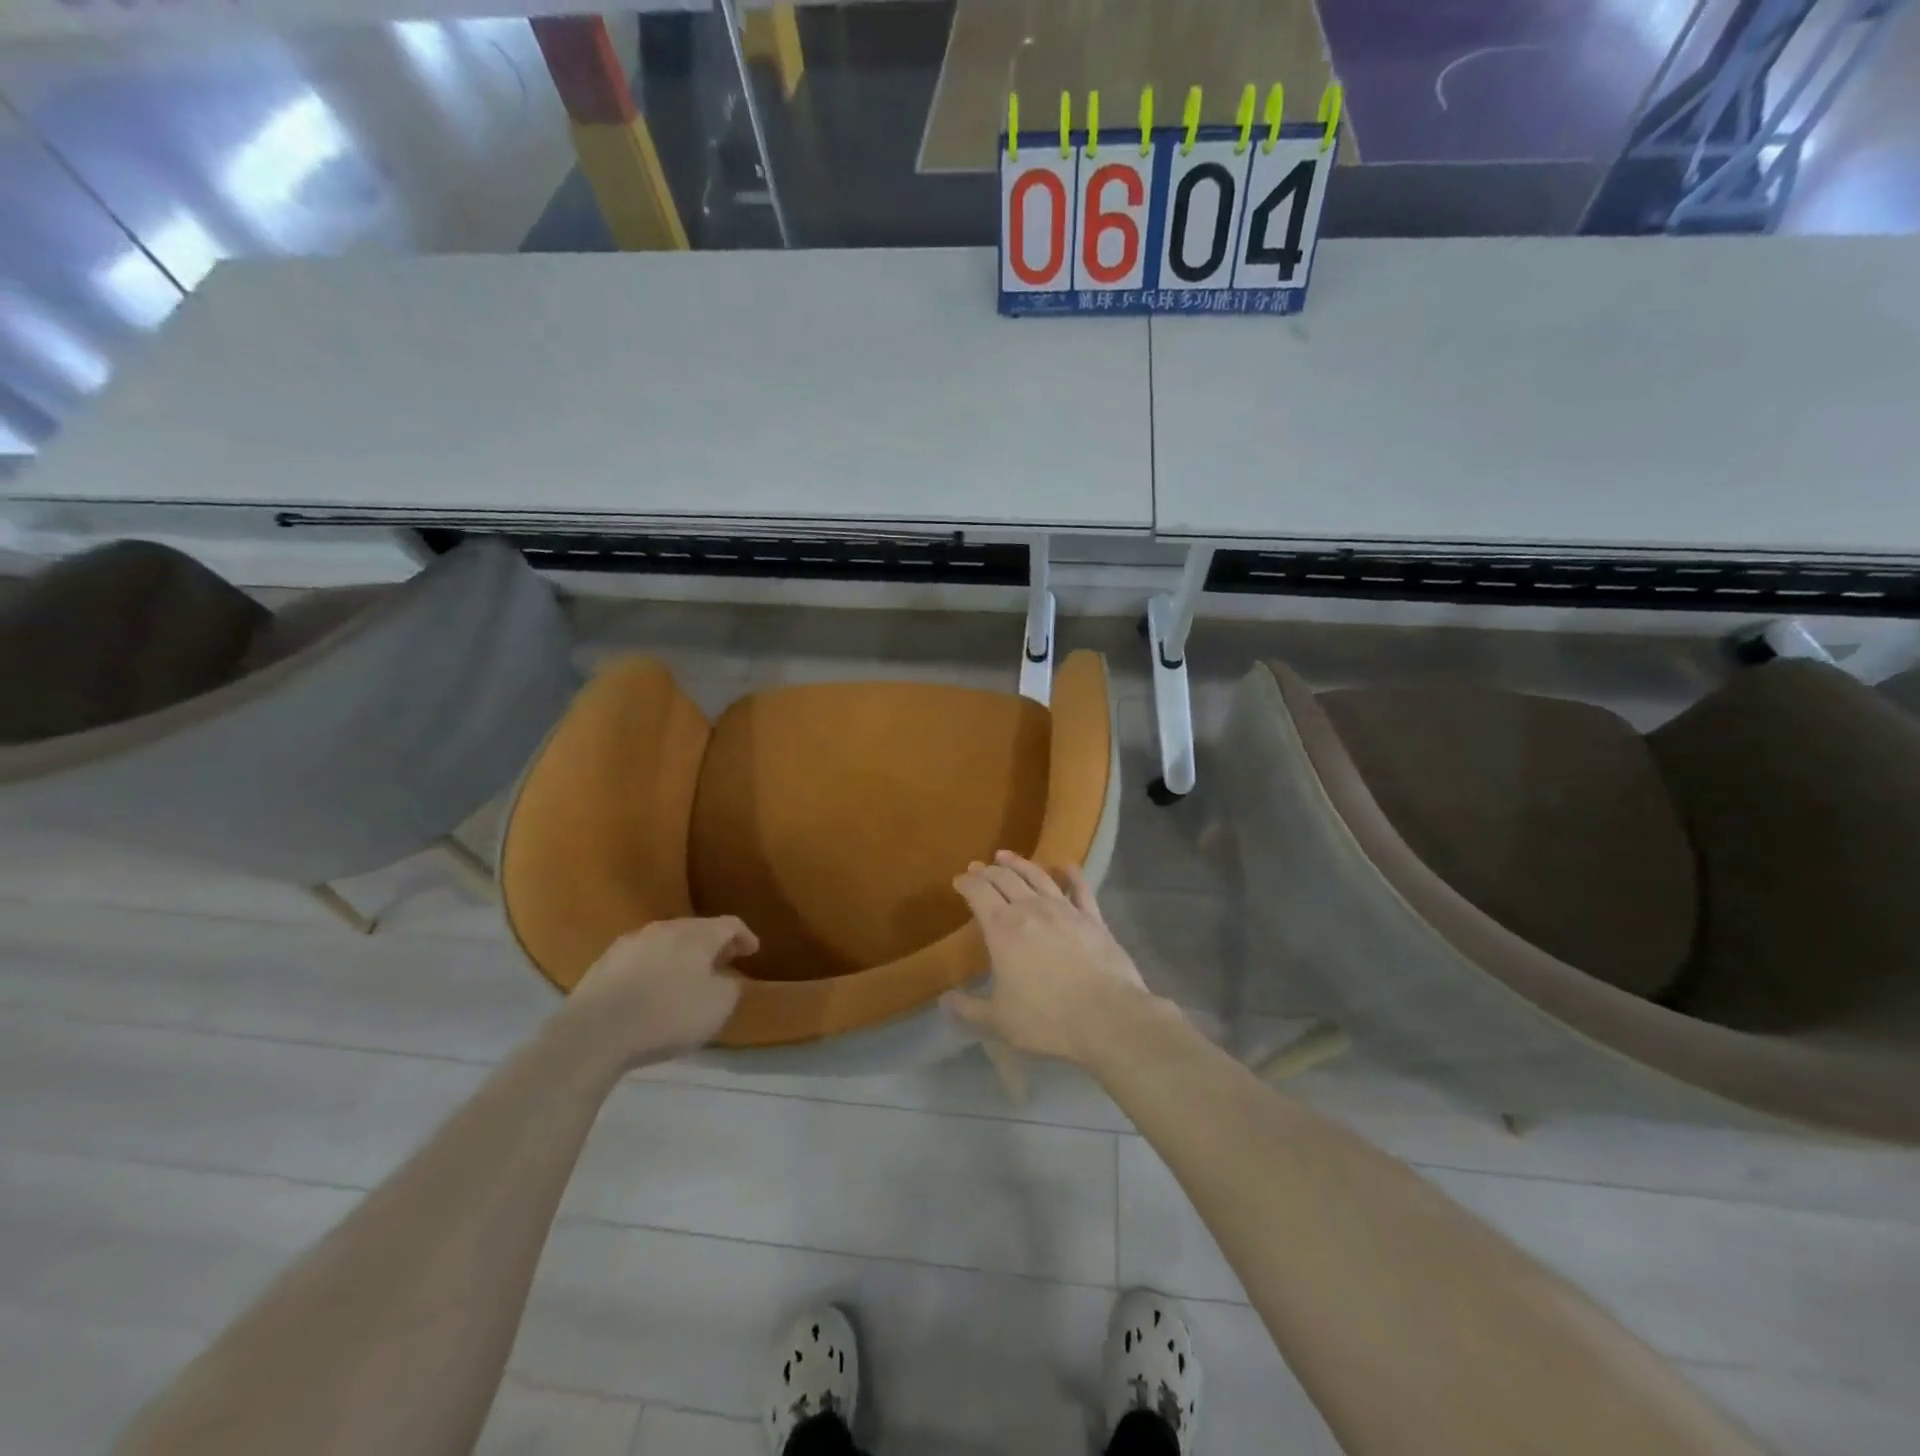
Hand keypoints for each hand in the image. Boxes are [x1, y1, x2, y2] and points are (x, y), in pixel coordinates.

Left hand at [564, 917, 758, 1066]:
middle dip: (713, 943)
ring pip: (666, 941)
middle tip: (723, 961)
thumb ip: (731, 988)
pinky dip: (655, 967)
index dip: (745, 936)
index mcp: (697, 935)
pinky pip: (641, 958)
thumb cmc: (667, 1016)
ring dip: (682, 954)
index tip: (753, 950)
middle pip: (697, 929)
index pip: (730, 924)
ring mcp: (631, 943)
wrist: (594, 1032)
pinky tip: (653, 988)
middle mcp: (665, 929)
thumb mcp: (717, 1007)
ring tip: (688, 975)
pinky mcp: (604, 963)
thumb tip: (728, 979)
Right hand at [945, 851, 1154, 1064]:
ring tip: (1006, 856)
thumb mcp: (998, 1021)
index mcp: (1003, 929)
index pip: (979, 893)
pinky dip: (1071, 874)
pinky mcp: (1093, 918)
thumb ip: (968, 1010)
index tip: (959, 879)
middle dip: (988, 871)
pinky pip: (1080, 888)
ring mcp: (1065, 910)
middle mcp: (1031, 909)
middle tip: (978, 867)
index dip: (967, 883)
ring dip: (1019, 863)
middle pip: (1005, 879)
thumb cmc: (1046, 1019)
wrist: (1107, 1017)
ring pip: (1038, 876)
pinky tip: (1066, 866)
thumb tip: (944, 1001)